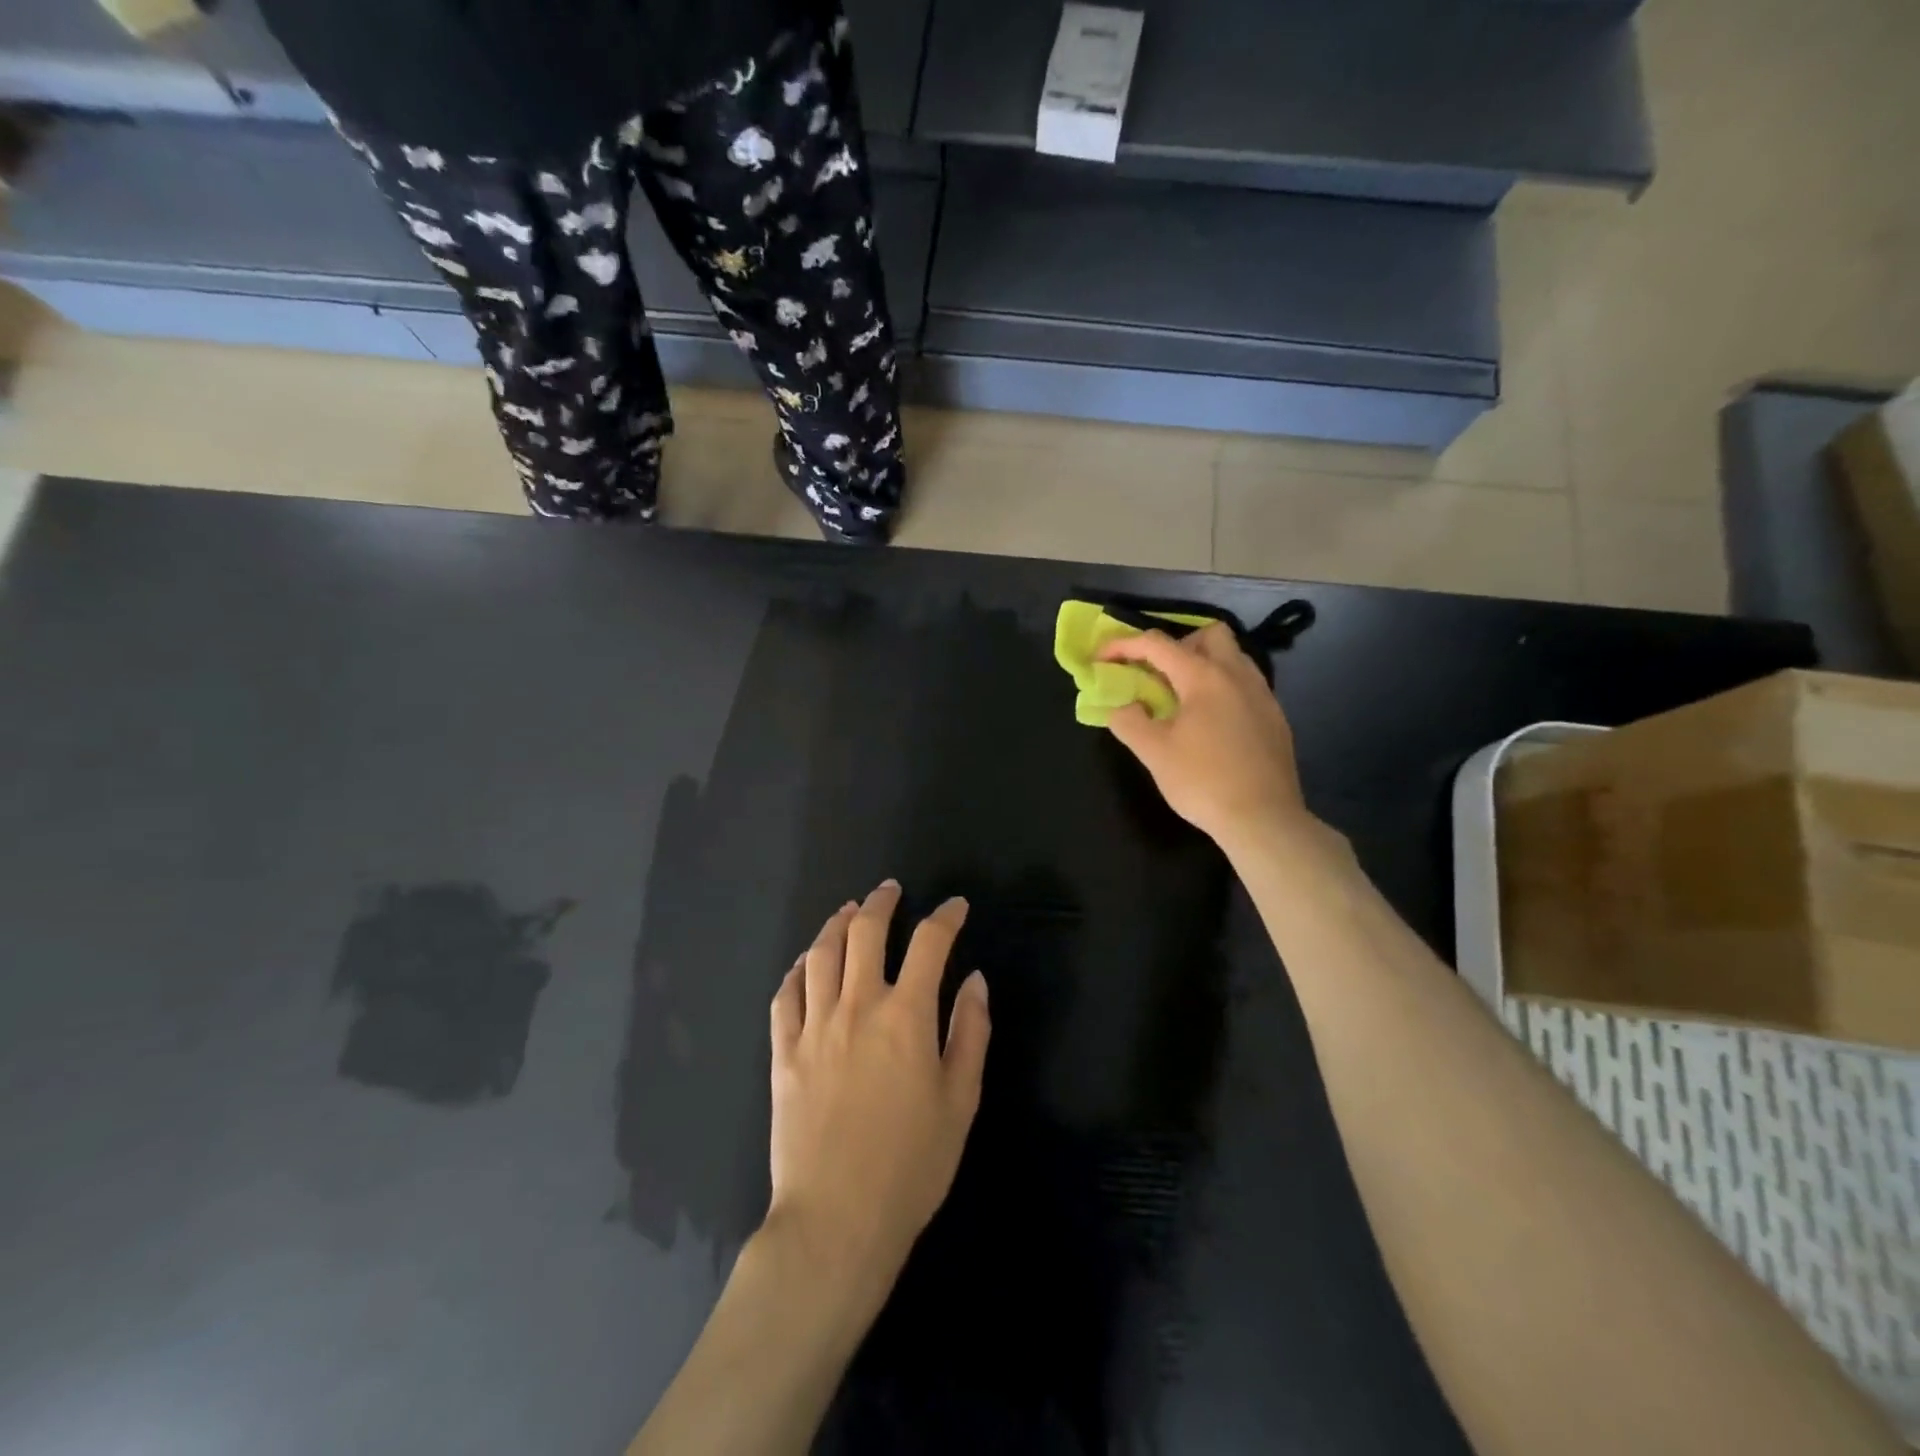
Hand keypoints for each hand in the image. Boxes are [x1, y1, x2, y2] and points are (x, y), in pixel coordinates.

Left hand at [766, 882, 989, 1309]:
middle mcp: (858, 1005)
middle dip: (882, 903)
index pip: (930, 943)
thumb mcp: (960, 1101)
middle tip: (891, 891)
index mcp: (906, 1016)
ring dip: (836, 924)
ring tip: (848, 911)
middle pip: (865, 932)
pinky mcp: (783, 1051)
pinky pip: (785, 994)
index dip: (946, 917)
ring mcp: (814, 1025)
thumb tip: (974, 981)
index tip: (955, 907)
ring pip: (820, 953)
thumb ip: (970, 1033)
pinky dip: (798, 969)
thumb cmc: (911, 1165)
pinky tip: (805, 964)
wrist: (836, 1220)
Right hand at [1098, 623, 1312, 854]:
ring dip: (1204, 664)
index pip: (1157, 644)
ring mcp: (1262, 695)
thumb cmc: (1203, 782)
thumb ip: (1129, 721)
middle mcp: (1237, 675)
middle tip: (1158, 675)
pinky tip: (1212, 723)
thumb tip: (1123, 707)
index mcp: (1203, 677)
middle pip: (1209, 634)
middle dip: (1178, 644)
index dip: (1123, 646)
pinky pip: (1246, 684)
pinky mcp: (1275, 718)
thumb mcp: (1153, 753)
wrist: (1263, 819)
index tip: (1101, 659)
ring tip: (1183, 698)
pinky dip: (1223, 688)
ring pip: (1233, 657)